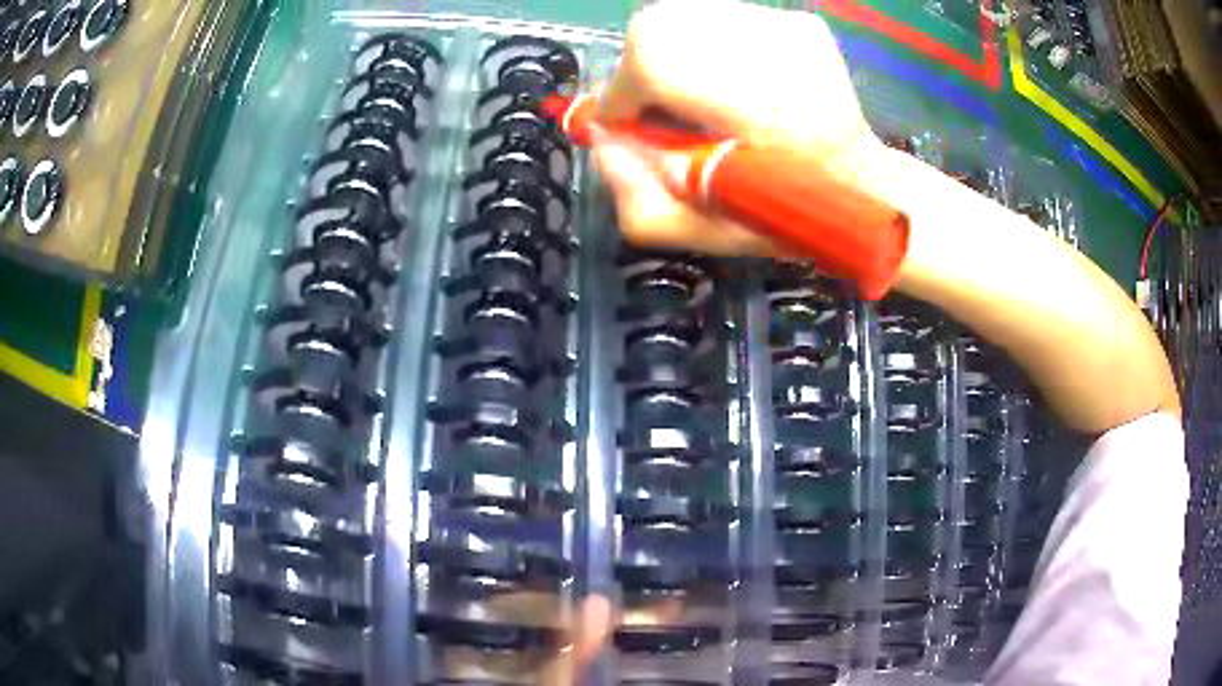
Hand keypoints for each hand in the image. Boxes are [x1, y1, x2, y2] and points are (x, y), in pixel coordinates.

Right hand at [593, 0, 889, 255]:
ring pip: (684, 17)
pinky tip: (731, 81)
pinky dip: (704, 45)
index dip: (624, 95)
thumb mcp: (705, 231)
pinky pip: (719, 18)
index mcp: (757, 111)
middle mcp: (772, 52)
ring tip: (699, 95)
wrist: (864, 186)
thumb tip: (602, 140)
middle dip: (642, 70)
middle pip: (658, 29)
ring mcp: (788, 28)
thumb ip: (637, 198)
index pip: (651, 63)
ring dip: (672, 55)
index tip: (632, 125)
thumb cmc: (788, 215)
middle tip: (662, 108)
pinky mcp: (797, 22)